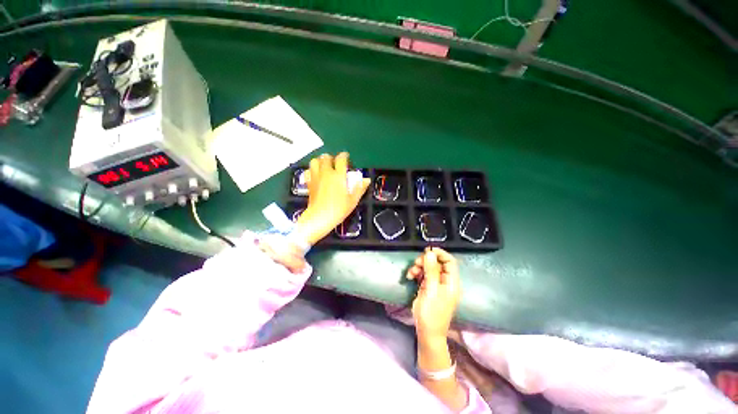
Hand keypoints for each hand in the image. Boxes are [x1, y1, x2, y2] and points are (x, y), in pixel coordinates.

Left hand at [296, 152, 369, 244]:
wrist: (319, 218)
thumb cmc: (338, 209)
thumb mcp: (353, 201)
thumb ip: (359, 188)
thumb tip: (367, 180)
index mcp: (338, 176)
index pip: (341, 159)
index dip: (344, 156)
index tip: (346, 158)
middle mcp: (326, 173)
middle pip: (326, 157)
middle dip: (332, 158)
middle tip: (336, 164)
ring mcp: (316, 177)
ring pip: (315, 161)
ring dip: (320, 161)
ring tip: (325, 167)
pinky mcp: (309, 183)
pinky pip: (309, 171)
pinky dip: (312, 170)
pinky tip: (316, 175)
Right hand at [407, 247, 461, 344]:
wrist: (427, 332)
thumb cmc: (432, 313)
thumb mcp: (431, 290)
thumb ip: (431, 271)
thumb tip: (430, 253)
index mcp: (451, 282)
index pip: (450, 261)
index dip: (440, 253)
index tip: (427, 251)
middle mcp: (445, 281)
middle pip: (437, 263)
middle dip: (426, 261)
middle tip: (416, 264)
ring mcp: (436, 284)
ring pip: (428, 267)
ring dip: (419, 267)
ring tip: (410, 273)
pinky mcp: (428, 287)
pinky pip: (423, 274)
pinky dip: (416, 273)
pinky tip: (409, 276)